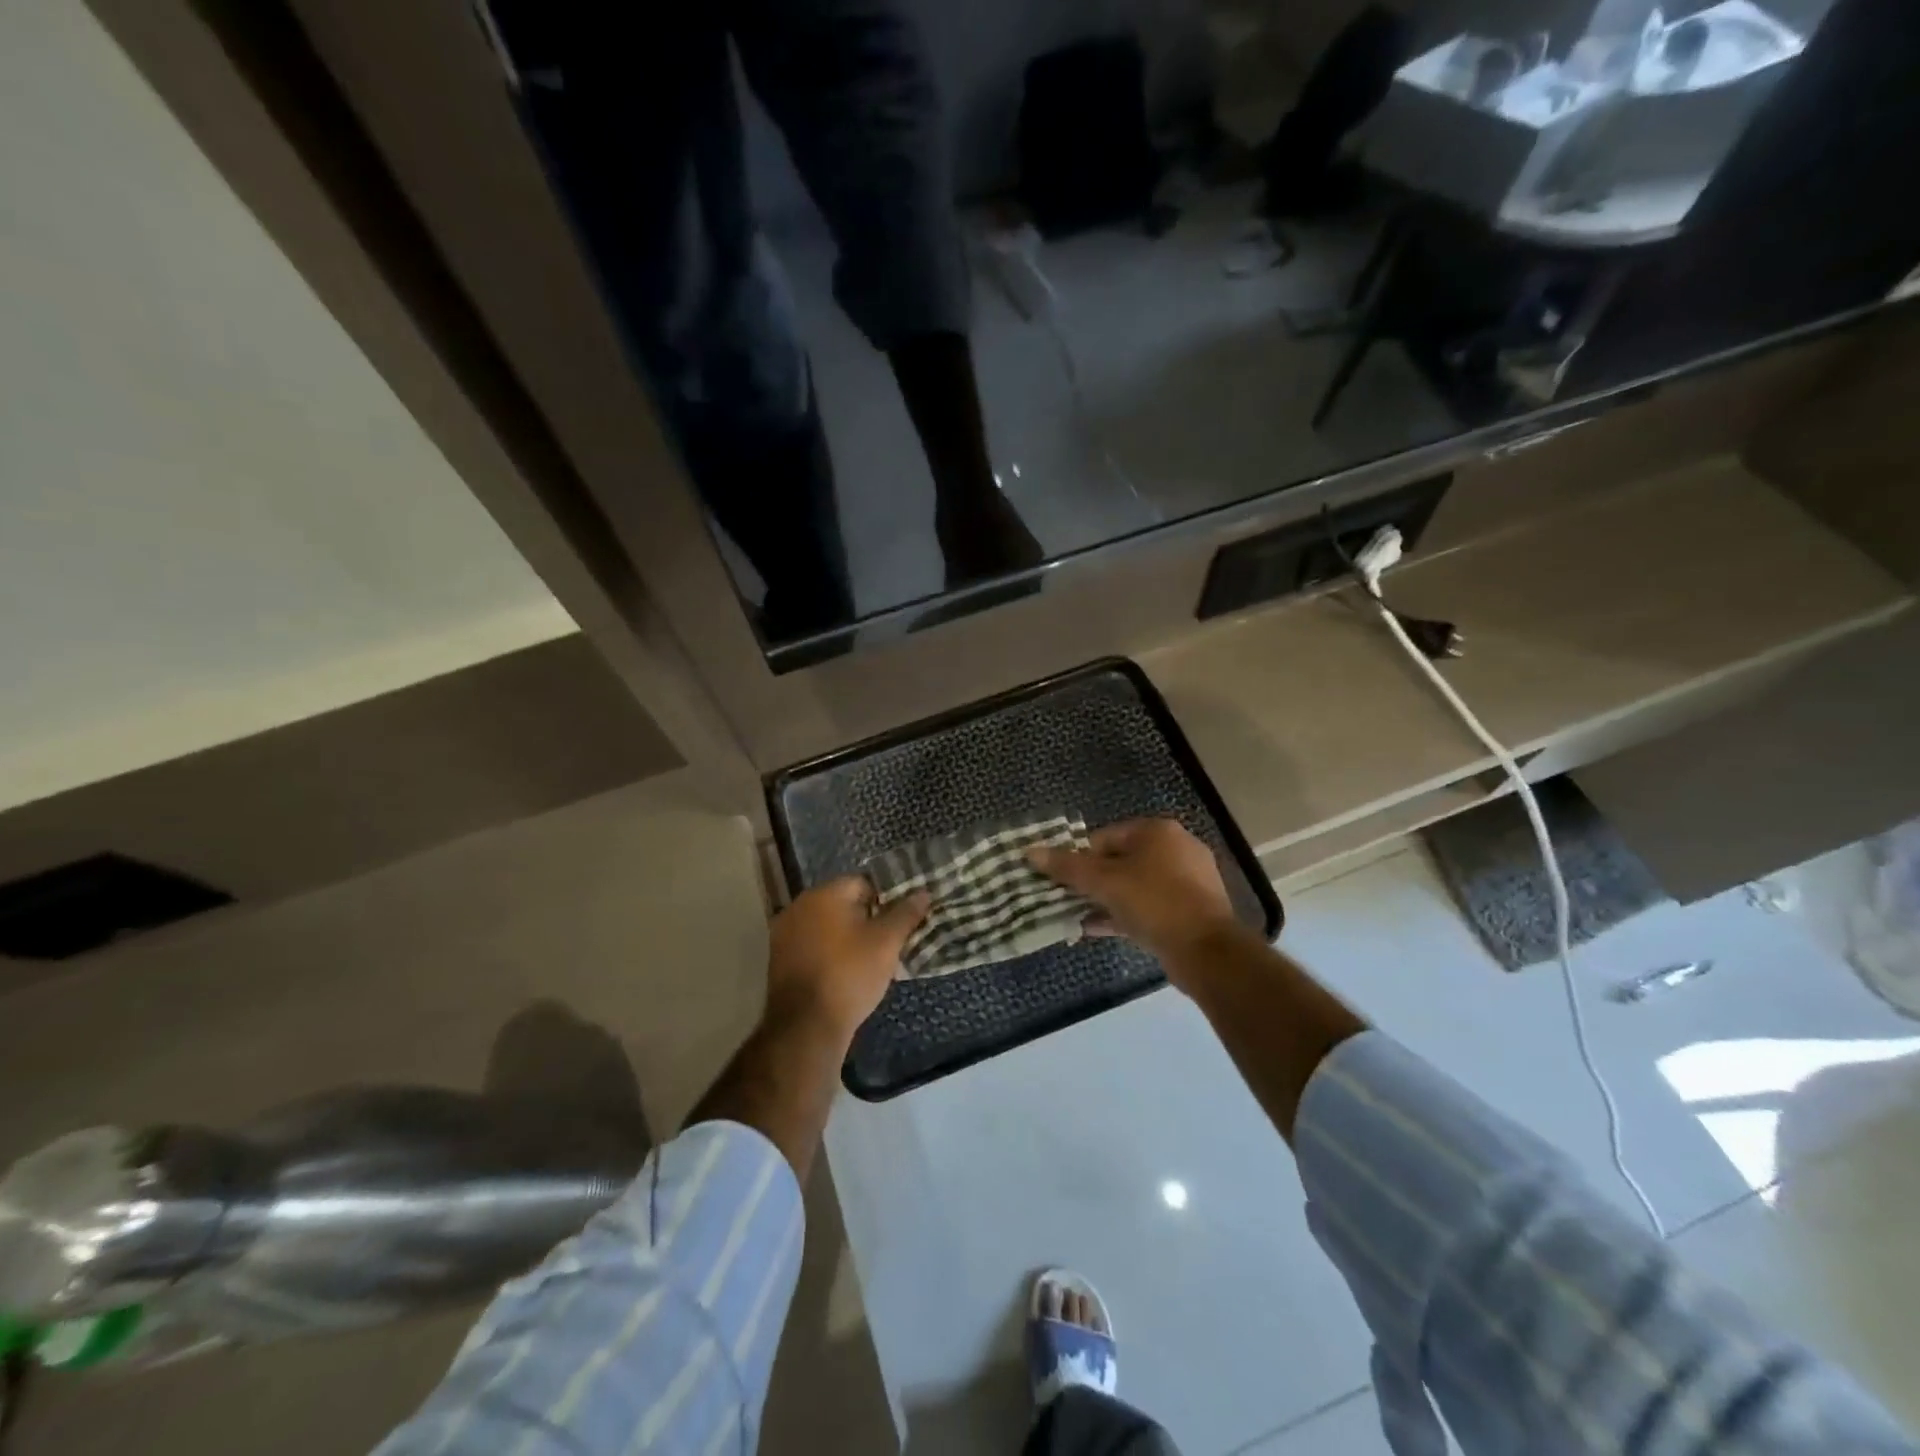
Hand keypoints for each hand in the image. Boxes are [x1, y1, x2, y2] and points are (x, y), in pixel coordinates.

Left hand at [765, 877, 930, 1044]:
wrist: (806, 1026)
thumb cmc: (850, 975)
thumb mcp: (887, 943)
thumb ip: (905, 913)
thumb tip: (923, 893)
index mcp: (824, 894)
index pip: (863, 883)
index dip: (886, 900)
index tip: (900, 922)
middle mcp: (799, 905)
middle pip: (843, 903)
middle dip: (867, 918)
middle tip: (889, 941)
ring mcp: (785, 932)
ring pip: (827, 925)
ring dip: (847, 936)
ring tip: (870, 959)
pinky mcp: (780, 958)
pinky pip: (813, 944)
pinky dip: (830, 952)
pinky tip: (845, 971)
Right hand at [1029, 819, 1241, 983]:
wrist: (1207, 951)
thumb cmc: (1154, 902)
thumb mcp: (1104, 882)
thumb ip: (1067, 867)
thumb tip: (1030, 852)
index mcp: (1157, 831)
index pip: (1104, 836)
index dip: (1078, 857)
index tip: (1058, 879)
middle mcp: (1176, 849)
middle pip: (1119, 860)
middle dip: (1091, 880)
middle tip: (1064, 898)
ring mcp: (1187, 881)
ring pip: (1134, 885)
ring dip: (1104, 899)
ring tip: (1075, 915)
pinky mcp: (1190, 910)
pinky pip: (1148, 906)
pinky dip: (1123, 914)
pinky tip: (1095, 929)